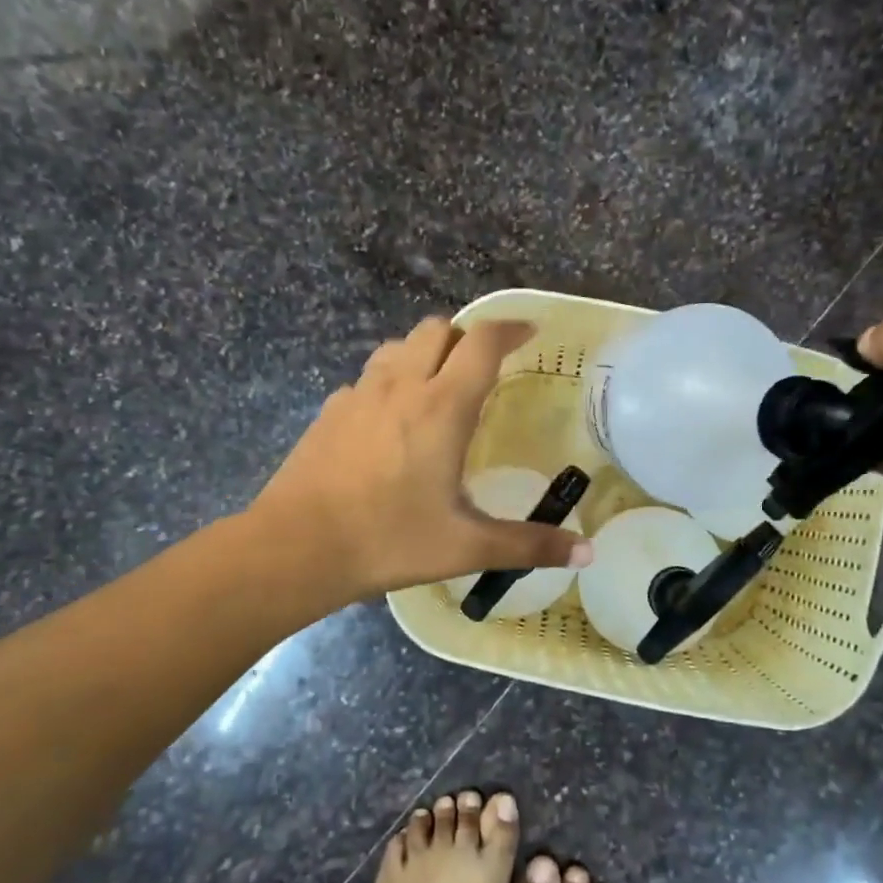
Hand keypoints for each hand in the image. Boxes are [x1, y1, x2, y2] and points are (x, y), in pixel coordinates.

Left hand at [249, 317, 592, 602]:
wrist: (295, 549)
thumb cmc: (388, 541)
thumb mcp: (466, 546)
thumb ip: (529, 545)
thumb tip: (588, 554)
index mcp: (442, 407)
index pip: (482, 342)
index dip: (510, 328)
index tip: (530, 332)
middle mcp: (401, 386)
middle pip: (437, 329)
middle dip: (466, 337)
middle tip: (484, 369)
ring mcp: (359, 395)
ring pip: (398, 346)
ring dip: (425, 353)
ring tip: (439, 387)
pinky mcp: (330, 411)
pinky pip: (368, 377)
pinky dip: (390, 381)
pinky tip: (391, 422)